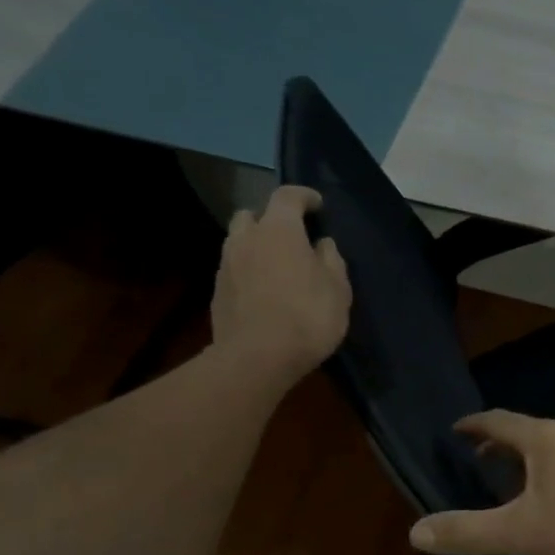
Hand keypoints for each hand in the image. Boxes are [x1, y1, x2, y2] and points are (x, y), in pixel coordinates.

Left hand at [210, 187, 351, 377]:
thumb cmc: (307, 317)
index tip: (317, 205)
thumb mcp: (338, 289)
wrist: (257, 358)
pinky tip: (264, 293)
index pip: (287, 196)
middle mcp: (246, 239)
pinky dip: (249, 272)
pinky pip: (235, 270)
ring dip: (257, 247)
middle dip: (271, 220)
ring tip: (277, 268)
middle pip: (253, 215)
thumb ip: (331, 260)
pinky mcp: (217, 292)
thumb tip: (322, 245)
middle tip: (291, 238)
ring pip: (239, 243)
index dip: (304, 196)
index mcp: (279, 230)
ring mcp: (226, 265)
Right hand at [408, 411, 554, 554]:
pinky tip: (551, 496)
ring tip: (508, 478)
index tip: (455, 430)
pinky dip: (548, 469)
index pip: (498, 420)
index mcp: (544, 438)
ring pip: (549, 446)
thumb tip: (416, 531)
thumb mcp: (520, 533)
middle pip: (525, 431)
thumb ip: (469, 531)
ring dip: (524, 457)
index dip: (473, 424)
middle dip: (498, 443)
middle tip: (476, 457)